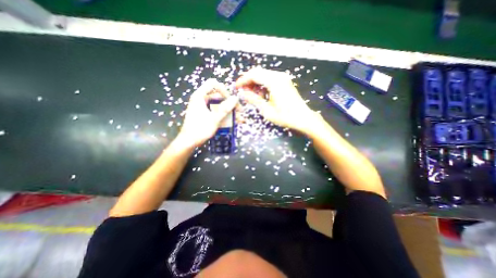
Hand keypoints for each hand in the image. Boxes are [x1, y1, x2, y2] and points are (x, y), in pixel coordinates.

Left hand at [175, 79, 237, 147]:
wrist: (188, 142)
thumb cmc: (199, 129)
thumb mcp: (214, 119)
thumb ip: (225, 108)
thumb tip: (235, 98)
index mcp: (200, 96)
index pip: (213, 84)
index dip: (223, 90)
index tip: (231, 100)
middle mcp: (201, 99)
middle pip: (218, 96)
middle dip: (230, 104)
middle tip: (239, 112)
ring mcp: (203, 107)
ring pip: (219, 105)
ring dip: (229, 111)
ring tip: (239, 119)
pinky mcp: (205, 114)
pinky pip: (216, 112)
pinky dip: (224, 115)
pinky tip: (232, 122)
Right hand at [235, 67, 317, 132]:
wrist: (303, 118)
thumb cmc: (285, 116)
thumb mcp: (267, 110)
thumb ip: (254, 99)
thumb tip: (242, 93)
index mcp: (274, 81)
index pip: (254, 75)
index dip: (243, 80)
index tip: (236, 87)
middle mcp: (279, 76)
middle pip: (258, 72)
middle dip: (248, 81)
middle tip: (242, 91)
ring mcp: (283, 78)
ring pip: (263, 75)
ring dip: (255, 83)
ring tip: (251, 95)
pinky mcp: (284, 82)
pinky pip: (269, 79)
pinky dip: (262, 85)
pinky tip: (260, 94)